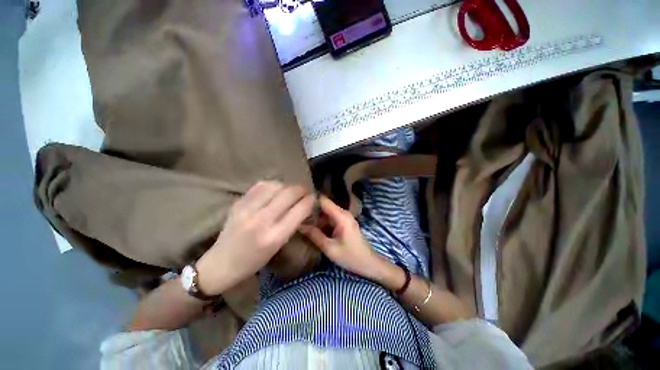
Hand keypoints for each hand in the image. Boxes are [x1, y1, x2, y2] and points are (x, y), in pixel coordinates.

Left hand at [196, 181, 313, 295]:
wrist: (221, 263)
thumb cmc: (254, 261)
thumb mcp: (278, 246)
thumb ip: (292, 224)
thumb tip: (304, 205)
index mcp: (274, 237)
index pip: (300, 209)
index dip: (310, 200)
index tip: (313, 198)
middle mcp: (261, 220)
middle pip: (289, 193)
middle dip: (302, 190)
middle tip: (305, 193)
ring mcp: (247, 209)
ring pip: (276, 185)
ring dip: (287, 186)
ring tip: (289, 191)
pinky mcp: (238, 202)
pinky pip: (261, 185)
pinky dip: (272, 185)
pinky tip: (275, 190)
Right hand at [299, 196, 388, 279]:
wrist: (369, 263)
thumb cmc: (351, 257)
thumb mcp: (330, 248)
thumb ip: (314, 235)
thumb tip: (299, 225)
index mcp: (341, 216)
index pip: (323, 200)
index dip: (311, 200)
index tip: (297, 203)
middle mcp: (343, 213)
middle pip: (324, 205)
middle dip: (311, 209)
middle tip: (296, 215)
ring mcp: (344, 217)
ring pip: (326, 212)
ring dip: (315, 216)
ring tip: (301, 221)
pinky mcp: (344, 223)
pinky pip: (330, 218)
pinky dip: (321, 221)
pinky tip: (312, 227)